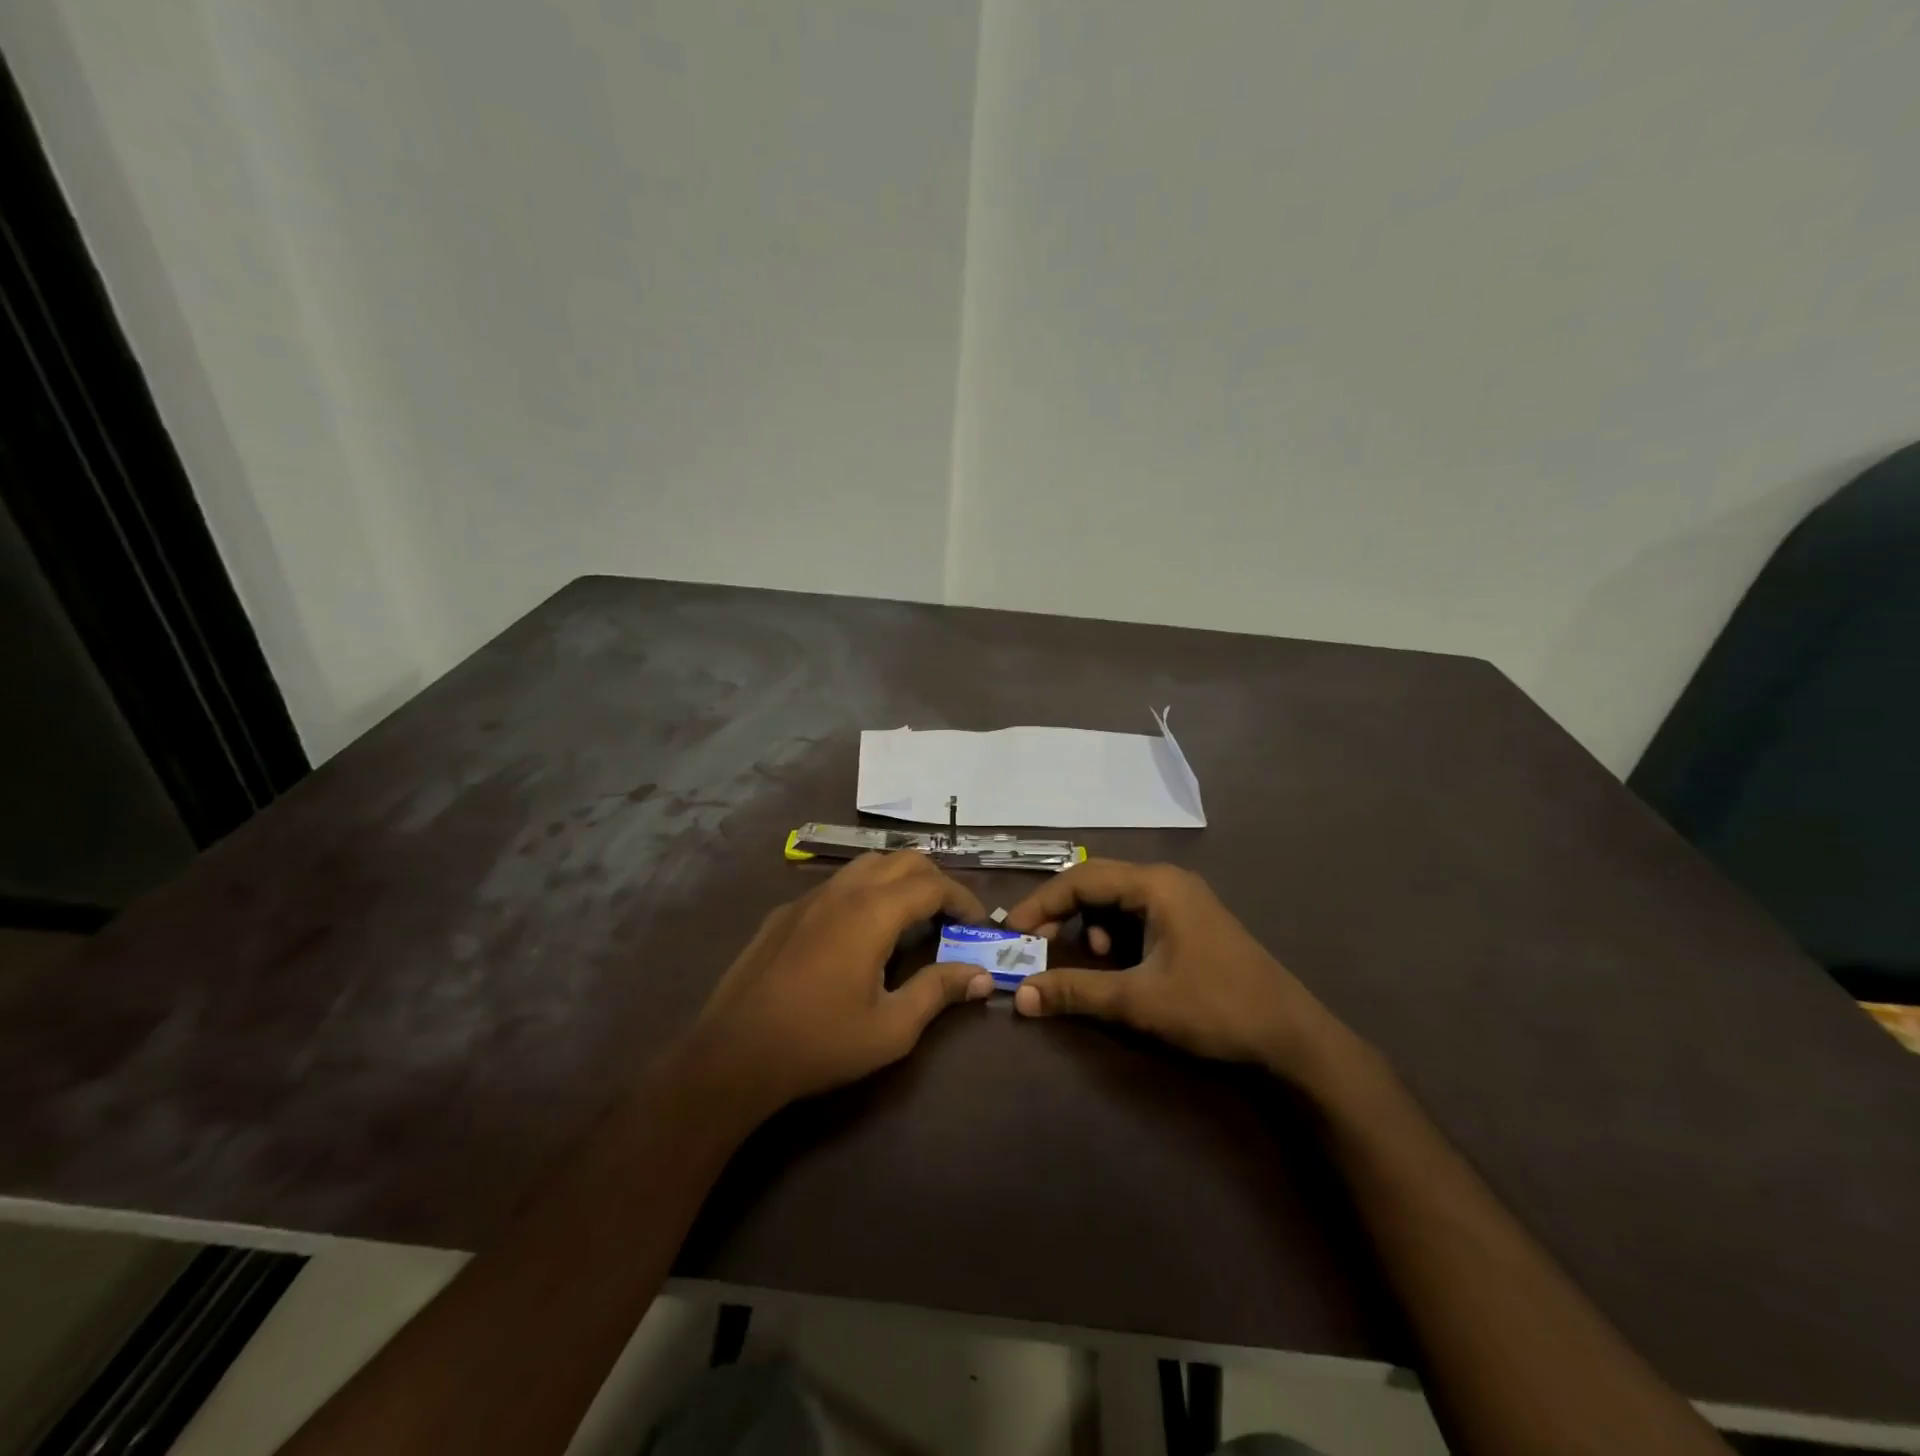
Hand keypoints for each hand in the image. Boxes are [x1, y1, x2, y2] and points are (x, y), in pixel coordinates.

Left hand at [674, 853, 993, 1118]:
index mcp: (872, 913)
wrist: (733, 1054)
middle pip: (901, 860)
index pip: (932, 884)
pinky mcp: (784, 913)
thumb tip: (981, 975)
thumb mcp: (891, 1028)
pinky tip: (859, 932)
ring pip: (866, 865)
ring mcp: (809, 898)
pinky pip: (836, 885)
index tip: (978, 924)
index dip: (962, 899)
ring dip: (898, 879)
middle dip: (935, 880)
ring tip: (911, 916)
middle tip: (950, 917)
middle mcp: (842, 891)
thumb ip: (939, 991)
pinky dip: (864, 892)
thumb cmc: (819, 1042)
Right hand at [1004, 859, 1349, 1083]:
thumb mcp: (1138, 1000)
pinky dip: (1116, 933)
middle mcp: (1166, 880)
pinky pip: (1138, 914)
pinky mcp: (1190, 920)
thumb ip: (1075, 991)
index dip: (1040, 903)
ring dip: (1091, 924)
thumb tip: (1019, 996)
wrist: (1291, 1035)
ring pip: (1116, 899)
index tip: (1011, 930)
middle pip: (1097, 883)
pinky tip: (1120, 962)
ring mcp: (1182, 899)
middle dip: (1061, 911)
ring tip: (1090, 958)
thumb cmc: (1213, 1007)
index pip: (1081, 879)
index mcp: (1155, 885)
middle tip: (1033, 941)